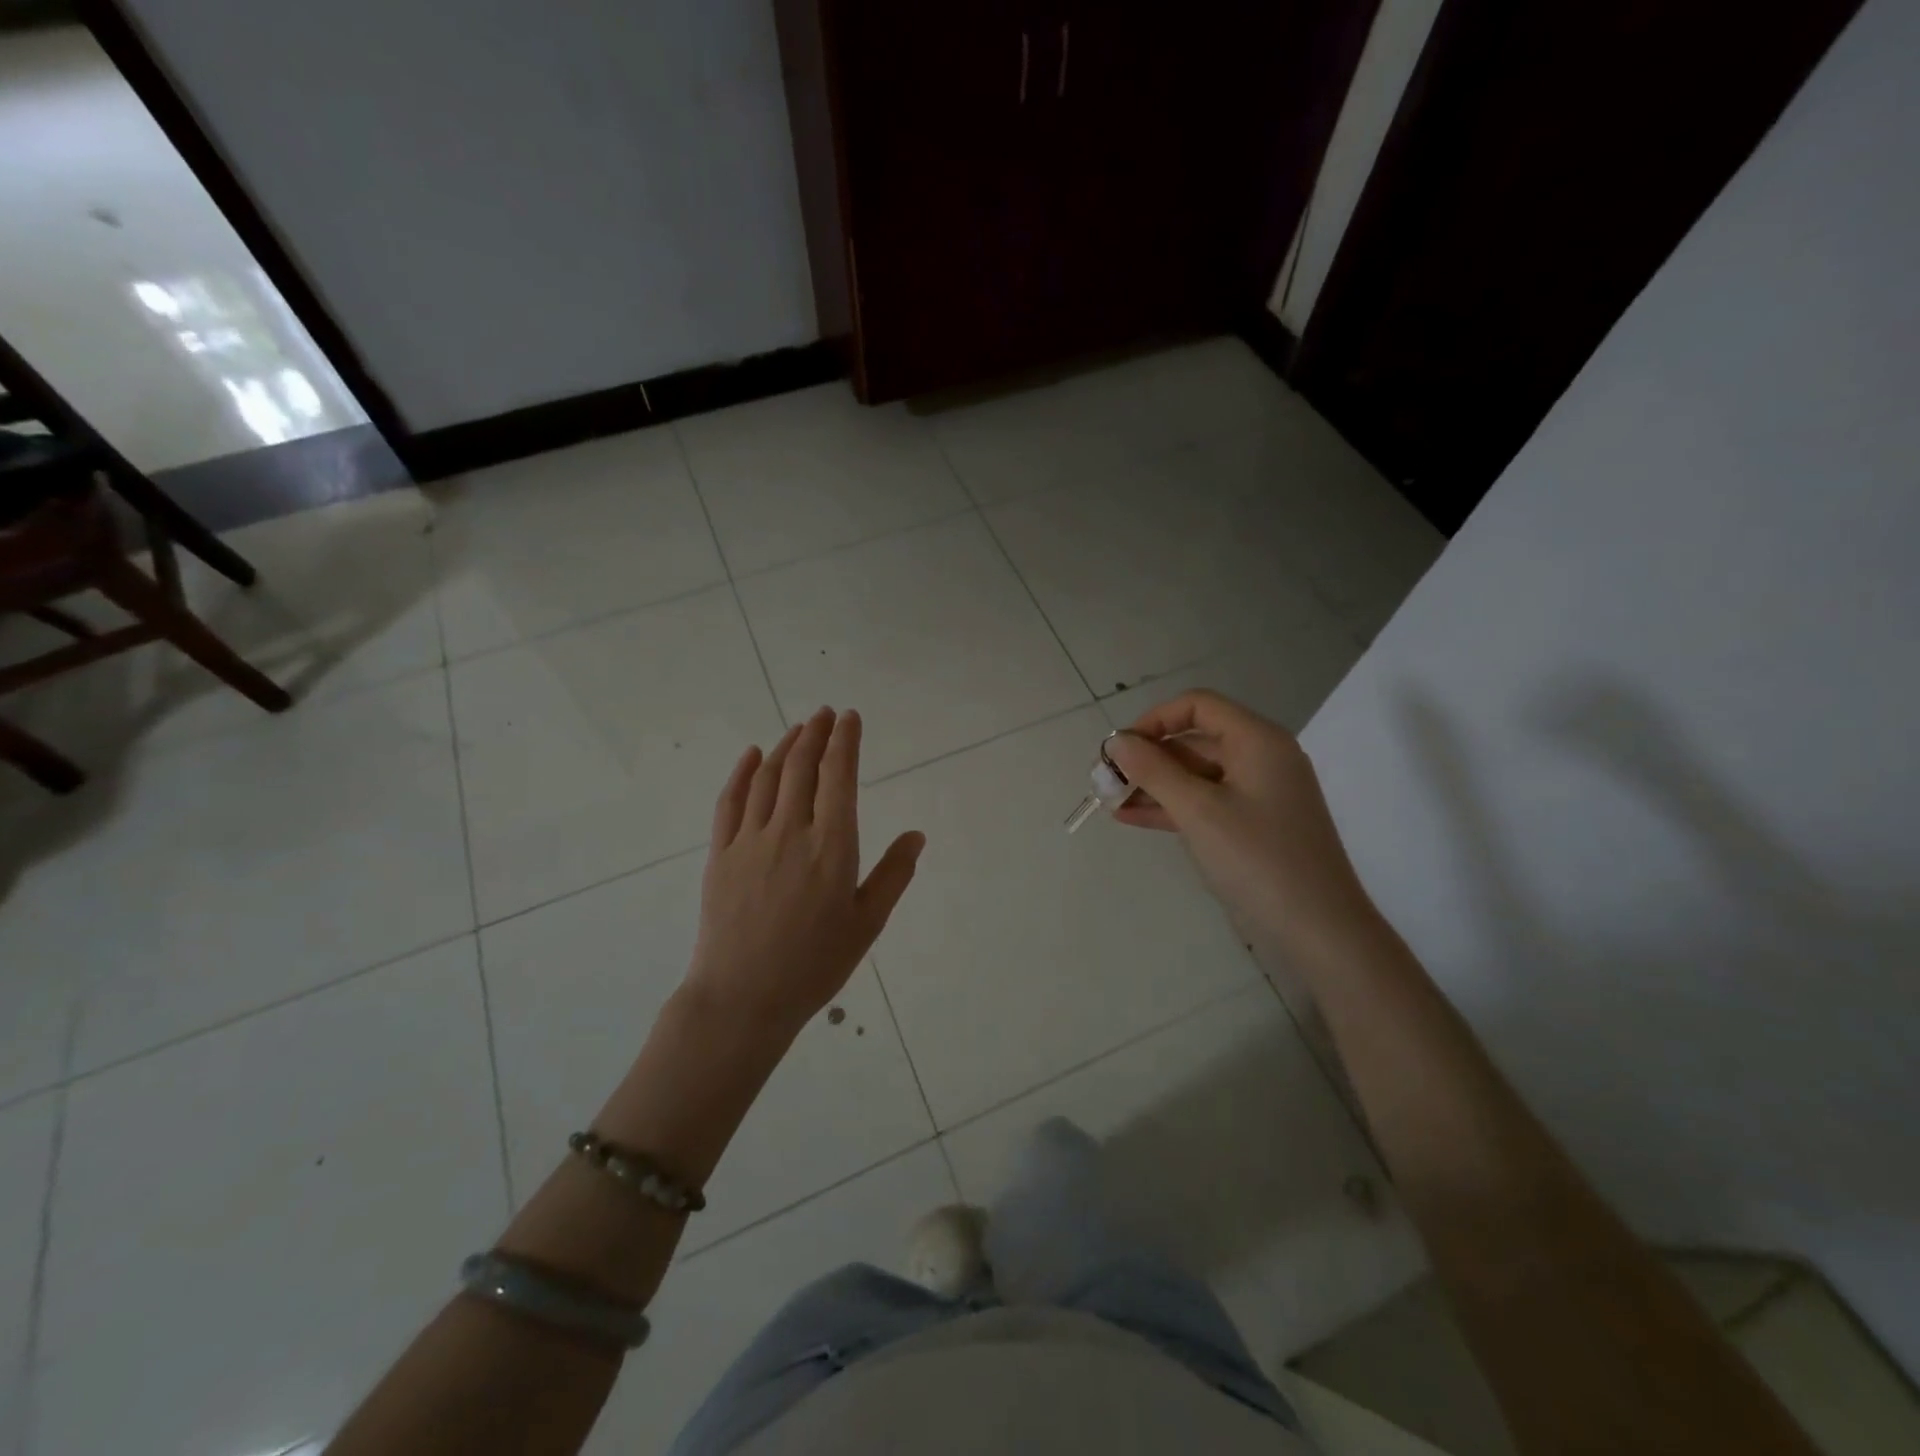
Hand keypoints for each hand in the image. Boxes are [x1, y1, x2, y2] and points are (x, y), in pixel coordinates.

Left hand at [685, 707, 924, 1038]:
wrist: (743, 998)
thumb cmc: (815, 964)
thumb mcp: (867, 924)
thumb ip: (893, 875)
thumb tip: (916, 835)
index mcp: (832, 846)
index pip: (839, 777)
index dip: (845, 741)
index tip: (849, 717)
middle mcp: (791, 831)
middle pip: (803, 767)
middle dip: (816, 733)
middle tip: (826, 713)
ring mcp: (750, 840)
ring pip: (768, 777)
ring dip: (786, 746)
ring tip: (799, 728)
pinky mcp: (720, 854)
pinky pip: (730, 801)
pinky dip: (743, 772)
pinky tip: (752, 755)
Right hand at [1105, 691, 1379, 962]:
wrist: (1320, 932)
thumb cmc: (1258, 860)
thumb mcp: (1198, 811)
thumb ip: (1154, 771)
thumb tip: (1116, 741)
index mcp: (1258, 741)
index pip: (1198, 706)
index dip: (1154, 720)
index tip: (1119, 748)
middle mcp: (1262, 758)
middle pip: (1195, 740)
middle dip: (1148, 757)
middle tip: (1105, 779)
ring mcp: (1260, 794)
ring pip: (1197, 775)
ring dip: (1154, 785)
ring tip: (1110, 800)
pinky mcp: (1254, 826)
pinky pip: (1206, 803)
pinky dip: (1172, 807)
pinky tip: (1131, 818)